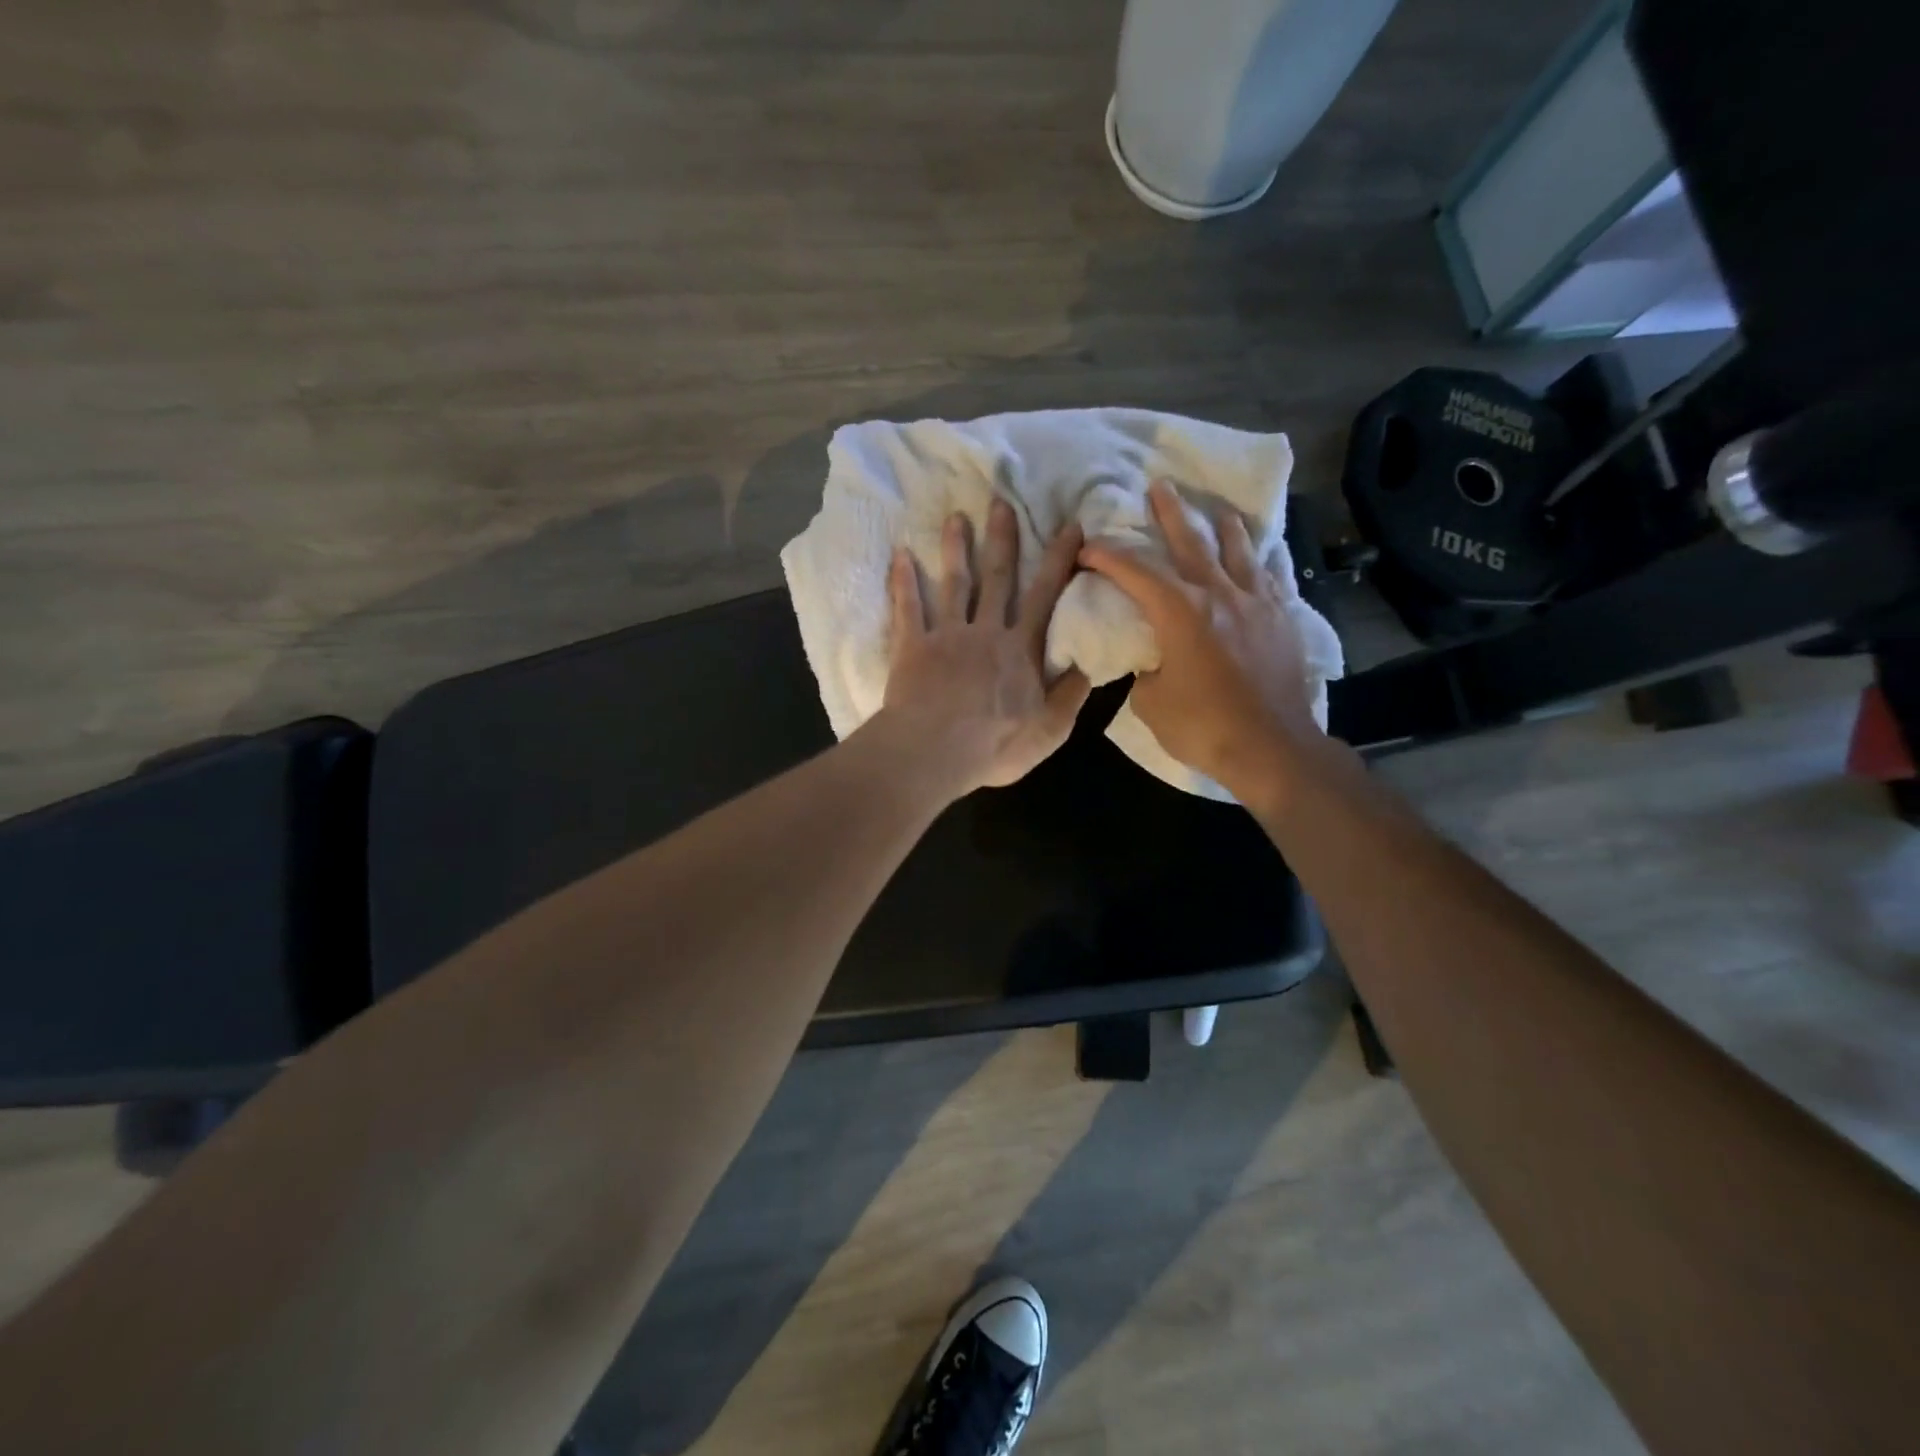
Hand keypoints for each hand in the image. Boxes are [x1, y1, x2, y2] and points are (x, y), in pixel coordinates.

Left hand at [879, 499, 1091, 795]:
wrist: (935, 751)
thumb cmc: (995, 744)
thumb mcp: (1050, 729)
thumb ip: (1070, 695)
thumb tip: (1089, 665)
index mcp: (1020, 649)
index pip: (1045, 597)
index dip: (1060, 561)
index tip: (1070, 526)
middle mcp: (986, 631)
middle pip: (998, 577)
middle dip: (1003, 539)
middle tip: (1002, 501)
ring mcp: (947, 635)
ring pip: (954, 583)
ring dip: (955, 548)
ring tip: (955, 517)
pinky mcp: (912, 647)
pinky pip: (907, 608)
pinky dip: (903, 581)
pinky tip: (899, 555)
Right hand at [1078, 480, 1329, 802]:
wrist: (1272, 748)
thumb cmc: (1203, 727)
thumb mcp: (1151, 702)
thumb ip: (1146, 668)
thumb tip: (1153, 658)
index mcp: (1180, 612)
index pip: (1135, 572)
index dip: (1107, 556)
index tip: (1087, 546)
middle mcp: (1219, 594)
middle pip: (1191, 542)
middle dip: (1170, 513)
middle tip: (1160, 485)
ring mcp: (1257, 603)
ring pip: (1239, 550)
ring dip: (1223, 525)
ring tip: (1218, 508)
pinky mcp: (1283, 619)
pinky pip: (1272, 576)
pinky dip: (1262, 559)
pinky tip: (1263, 552)